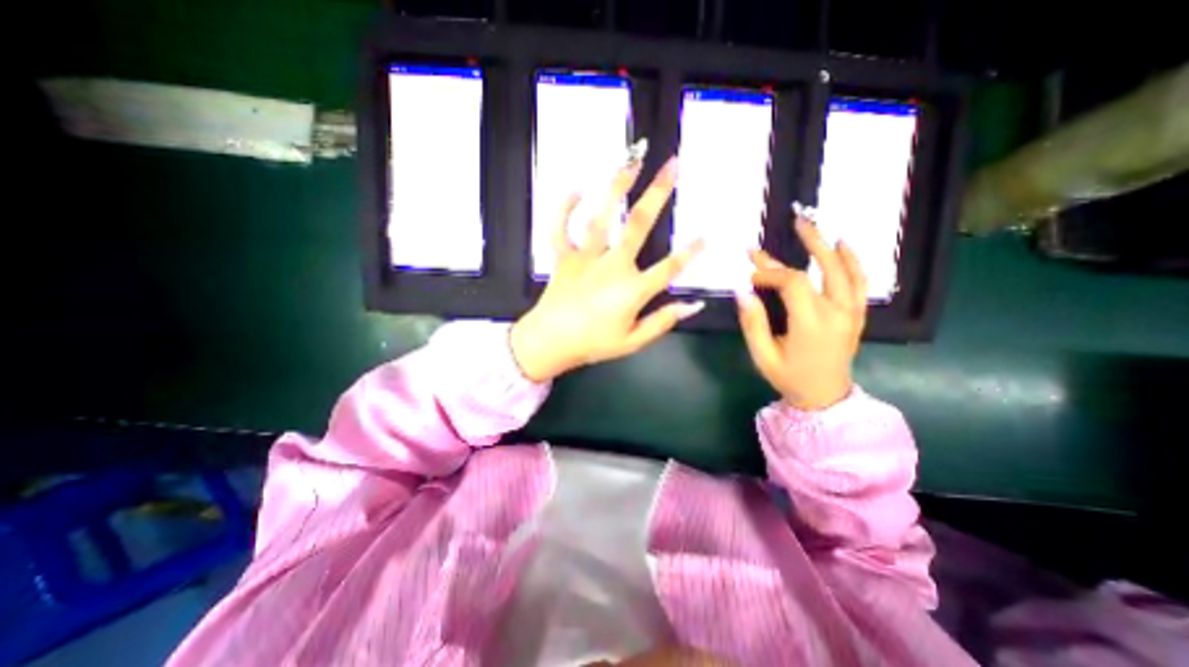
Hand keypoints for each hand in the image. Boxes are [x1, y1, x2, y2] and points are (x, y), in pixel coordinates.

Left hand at [512, 156, 703, 383]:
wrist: (549, 343)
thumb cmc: (592, 344)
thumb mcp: (632, 342)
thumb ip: (662, 322)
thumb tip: (693, 305)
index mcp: (631, 289)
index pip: (669, 267)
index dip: (691, 251)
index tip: (707, 233)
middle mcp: (611, 266)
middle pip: (638, 224)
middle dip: (658, 193)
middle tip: (673, 166)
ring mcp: (585, 258)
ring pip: (601, 216)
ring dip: (615, 187)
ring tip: (630, 161)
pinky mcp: (563, 257)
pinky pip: (560, 228)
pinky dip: (564, 207)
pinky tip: (576, 188)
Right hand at [731, 216, 869, 407]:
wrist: (824, 397)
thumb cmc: (789, 377)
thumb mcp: (762, 355)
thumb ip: (753, 322)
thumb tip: (743, 291)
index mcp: (811, 324)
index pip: (792, 283)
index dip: (770, 273)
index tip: (751, 274)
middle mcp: (837, 313)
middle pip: (825, 268)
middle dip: (809, 242)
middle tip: (796, 221)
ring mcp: (852, 314)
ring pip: (846, 271)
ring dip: (831, 246)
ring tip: (817, 226)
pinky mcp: (857, 316)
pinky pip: (860, 283)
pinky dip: (854, 262)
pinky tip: (844, 246)